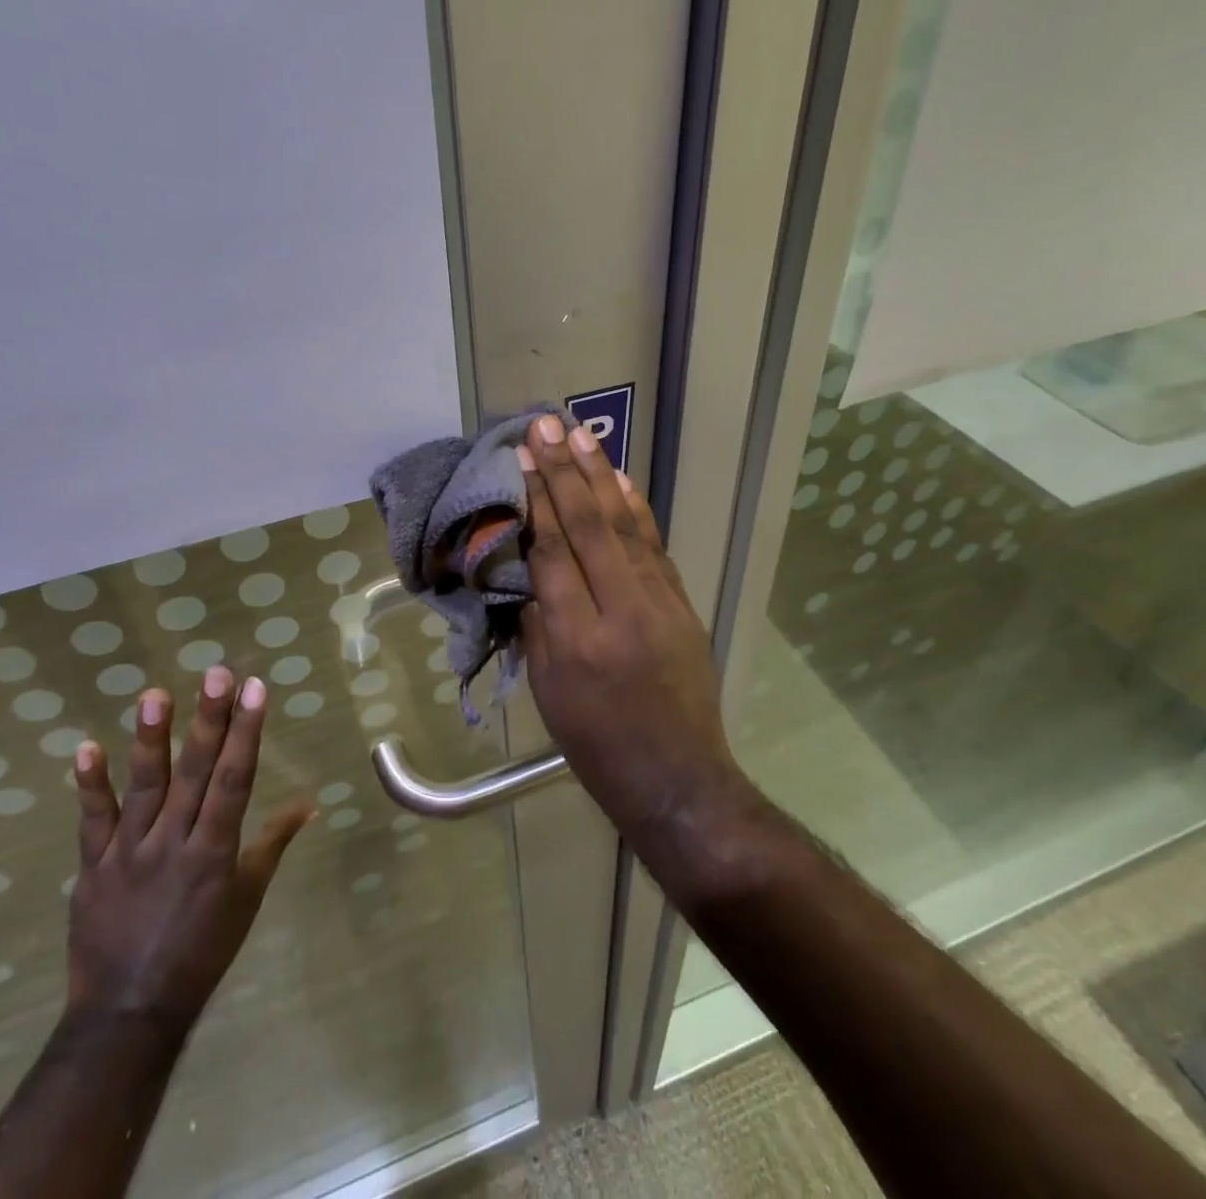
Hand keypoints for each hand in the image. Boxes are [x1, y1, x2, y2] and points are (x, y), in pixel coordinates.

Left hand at [65, 671, 310, 1039]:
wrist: (128, 1013)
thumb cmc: (201, 952)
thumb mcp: (247, 898)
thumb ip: (273, 844)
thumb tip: (309, 804)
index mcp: (215, 851)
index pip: (236, 779)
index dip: (247, 732)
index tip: (255, 689)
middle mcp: (174, 843)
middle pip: (195, 773)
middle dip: (209, 720)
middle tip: (217, 673)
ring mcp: (129, 852)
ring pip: (143, 788)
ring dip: (150, 740)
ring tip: (155, 695)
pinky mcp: (93, 866)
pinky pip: (92, 821)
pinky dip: (89, 785)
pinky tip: (86, 747)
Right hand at [517, 414, 738, 836]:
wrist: (678, 779)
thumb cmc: (598, 745)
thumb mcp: (549, 692)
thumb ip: (538, 624)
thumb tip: (531, 569)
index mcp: (577, 639)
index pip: (553, 552)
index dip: (536, 500)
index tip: (523, 458)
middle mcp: (621, 610)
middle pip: (589, 526)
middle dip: (564, 471)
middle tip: (546, 426)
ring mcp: (660, 603)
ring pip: (625, 527)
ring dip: (601, 476)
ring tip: (581, 436)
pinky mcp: (683, 605)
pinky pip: (654, 546)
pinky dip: (636, 509)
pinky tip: (621, 480)